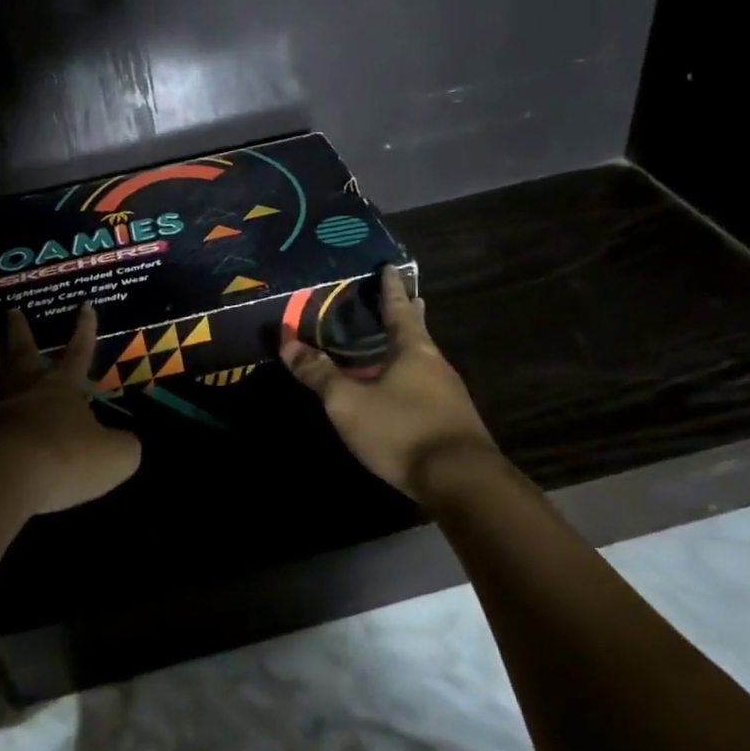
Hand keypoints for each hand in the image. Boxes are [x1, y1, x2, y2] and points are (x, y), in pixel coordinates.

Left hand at [0, 303, 141, 515]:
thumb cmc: (65, 457)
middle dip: (21, 330)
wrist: (4, 474)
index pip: (78, 351)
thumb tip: (126, 444)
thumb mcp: (113, 456)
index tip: (85, 305)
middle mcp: (27, 388)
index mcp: (63, 386)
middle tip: (12, 311)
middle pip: (23, 351)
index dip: (85, 330)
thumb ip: (123, 447)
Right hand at [281, 265, 498, 501]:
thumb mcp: (348, 402)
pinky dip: (412, 378)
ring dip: (410, 349)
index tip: (392, 267)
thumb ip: (319, 374)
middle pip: (419, 332)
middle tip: (406, 298)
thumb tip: (288, 344)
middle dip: (409, 315)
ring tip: (395, 345)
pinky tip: (404, 392)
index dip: (392, 288)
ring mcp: (449, 395)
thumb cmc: (402, 429)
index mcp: (413, 350)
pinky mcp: (453, 423)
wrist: (461, 483)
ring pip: (425, 361)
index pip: (399, 309)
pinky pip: (427, 388)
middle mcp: (436, 365)